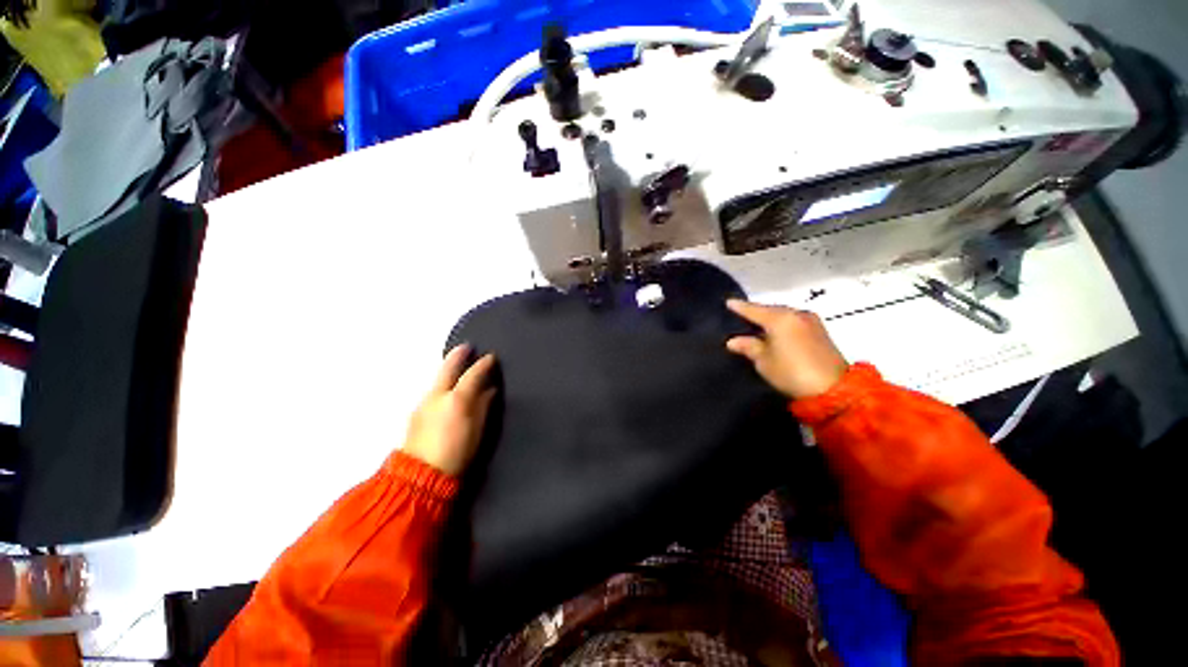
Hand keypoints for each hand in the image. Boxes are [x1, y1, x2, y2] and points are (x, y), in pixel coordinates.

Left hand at [403, 345, 497, 476]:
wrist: (421, 476)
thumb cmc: (458, 453)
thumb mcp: (478, 429)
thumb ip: (484, 405)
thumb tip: (490, 389)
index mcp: (457, 399)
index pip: (473, 374)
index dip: (484, 364)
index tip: (491, 357)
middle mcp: (438, 395)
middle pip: (449, 368)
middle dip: (459, 355)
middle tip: (467, 346)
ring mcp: (424, 403)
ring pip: (439, 379)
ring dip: (450, 370)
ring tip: (459, 367)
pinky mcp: (416, 412)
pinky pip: (433, 391)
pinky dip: (443, 385)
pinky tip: (448, 391)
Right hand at [725, 300, 848, 399]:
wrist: (834, 390)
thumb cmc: (792, 372)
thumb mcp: (764, 361)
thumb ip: (748, 347)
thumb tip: (733, 341)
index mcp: (780, 319)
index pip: (754, 310)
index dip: (740, 307)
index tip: (728, 302)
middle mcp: (797, 314)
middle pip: (770, 310)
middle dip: (756, 312)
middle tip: (741, 316)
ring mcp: (811, 321)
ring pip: (784, 315)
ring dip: (770, 319)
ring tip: (756, 325)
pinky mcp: (820, 331)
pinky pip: (794, 322)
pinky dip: (782, 325)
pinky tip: (774, 332)